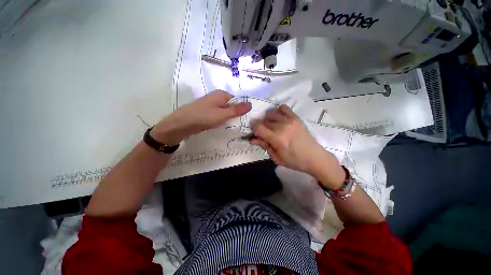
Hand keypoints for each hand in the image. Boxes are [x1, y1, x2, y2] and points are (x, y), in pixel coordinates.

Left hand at [151, 90, 251, 144]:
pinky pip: (218, 113)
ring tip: (226, 124)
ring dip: (227, 117)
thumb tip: (251, 104)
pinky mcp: (206, 110)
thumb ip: (237, 110)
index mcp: (221, 94)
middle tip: (234, 123)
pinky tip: (218, 124)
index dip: (240, 110)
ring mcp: (210, 103)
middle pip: (230, 105)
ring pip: (224, 110)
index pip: (237, 101)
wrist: (182, 123)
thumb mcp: (223, 114)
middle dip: (233, 114)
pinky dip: (220, 119)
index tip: (241, 119)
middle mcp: (216, 97)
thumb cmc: (204, 117)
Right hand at [251, 105, 344, 188]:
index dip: (253, 129)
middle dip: (261, 126)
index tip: (255, 133)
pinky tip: (279, 118)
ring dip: (268, 119)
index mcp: (277, 138)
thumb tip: (252, 139)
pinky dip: (278, 111)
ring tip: (271, 127)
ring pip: (271, 113)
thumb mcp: (276, 157)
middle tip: (264, 134)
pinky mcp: (296, 118)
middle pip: (264, 121)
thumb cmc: (294, 161)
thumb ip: (264, 146)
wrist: (314, 157)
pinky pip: (284, 108)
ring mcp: (290, 120)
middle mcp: (282, 126)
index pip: (258, 127)